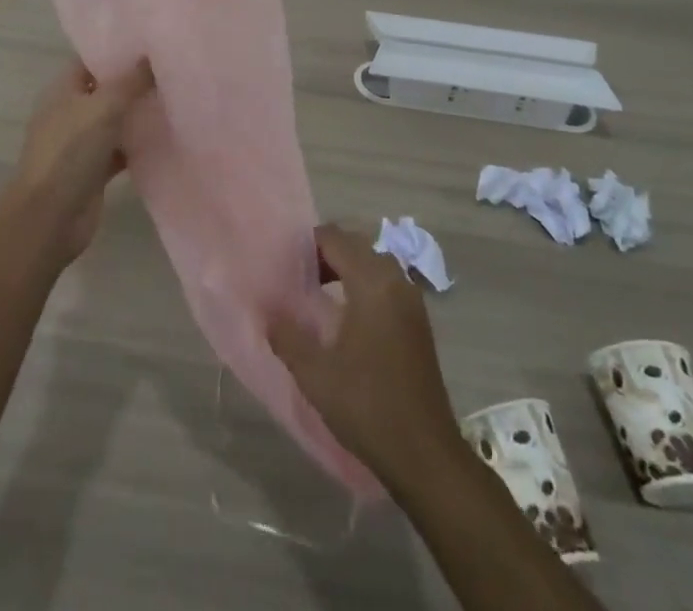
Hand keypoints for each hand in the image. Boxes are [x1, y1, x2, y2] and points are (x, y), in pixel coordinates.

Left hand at [9, 57, 152, 260]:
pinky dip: (138, 145)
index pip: (91, 61)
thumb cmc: (70, 152)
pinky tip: (165, 137)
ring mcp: (80, 144)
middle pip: (105, 90)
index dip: (117, 51)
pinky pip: (120, 150)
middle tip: (171, 70)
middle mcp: (69, 113)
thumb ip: (130, 82)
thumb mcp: (104, 107)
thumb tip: (150, 56)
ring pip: (114, 121)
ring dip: (138, 114)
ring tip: (175, 98)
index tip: (151, 44)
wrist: (49, 218)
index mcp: (62, 90)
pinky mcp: (93, 171)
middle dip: (134, 82)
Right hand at [269, 223, 460, 487]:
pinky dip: (363, 286)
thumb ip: (287, 335)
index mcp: (372, 282)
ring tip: (317, 296)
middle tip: (297, 280)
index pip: (334, 238)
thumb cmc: (368, 406)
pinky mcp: (418, 321)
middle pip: (355, 245)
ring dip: (345, 269)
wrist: (425, 455)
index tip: (284, 266)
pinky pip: (386, 284)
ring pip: (372, 264)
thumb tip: (267, 310)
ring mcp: (412, 300)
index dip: (306, 245)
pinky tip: (345, 318)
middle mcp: (395, 280)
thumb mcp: (315, 373)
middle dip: (325, 255)